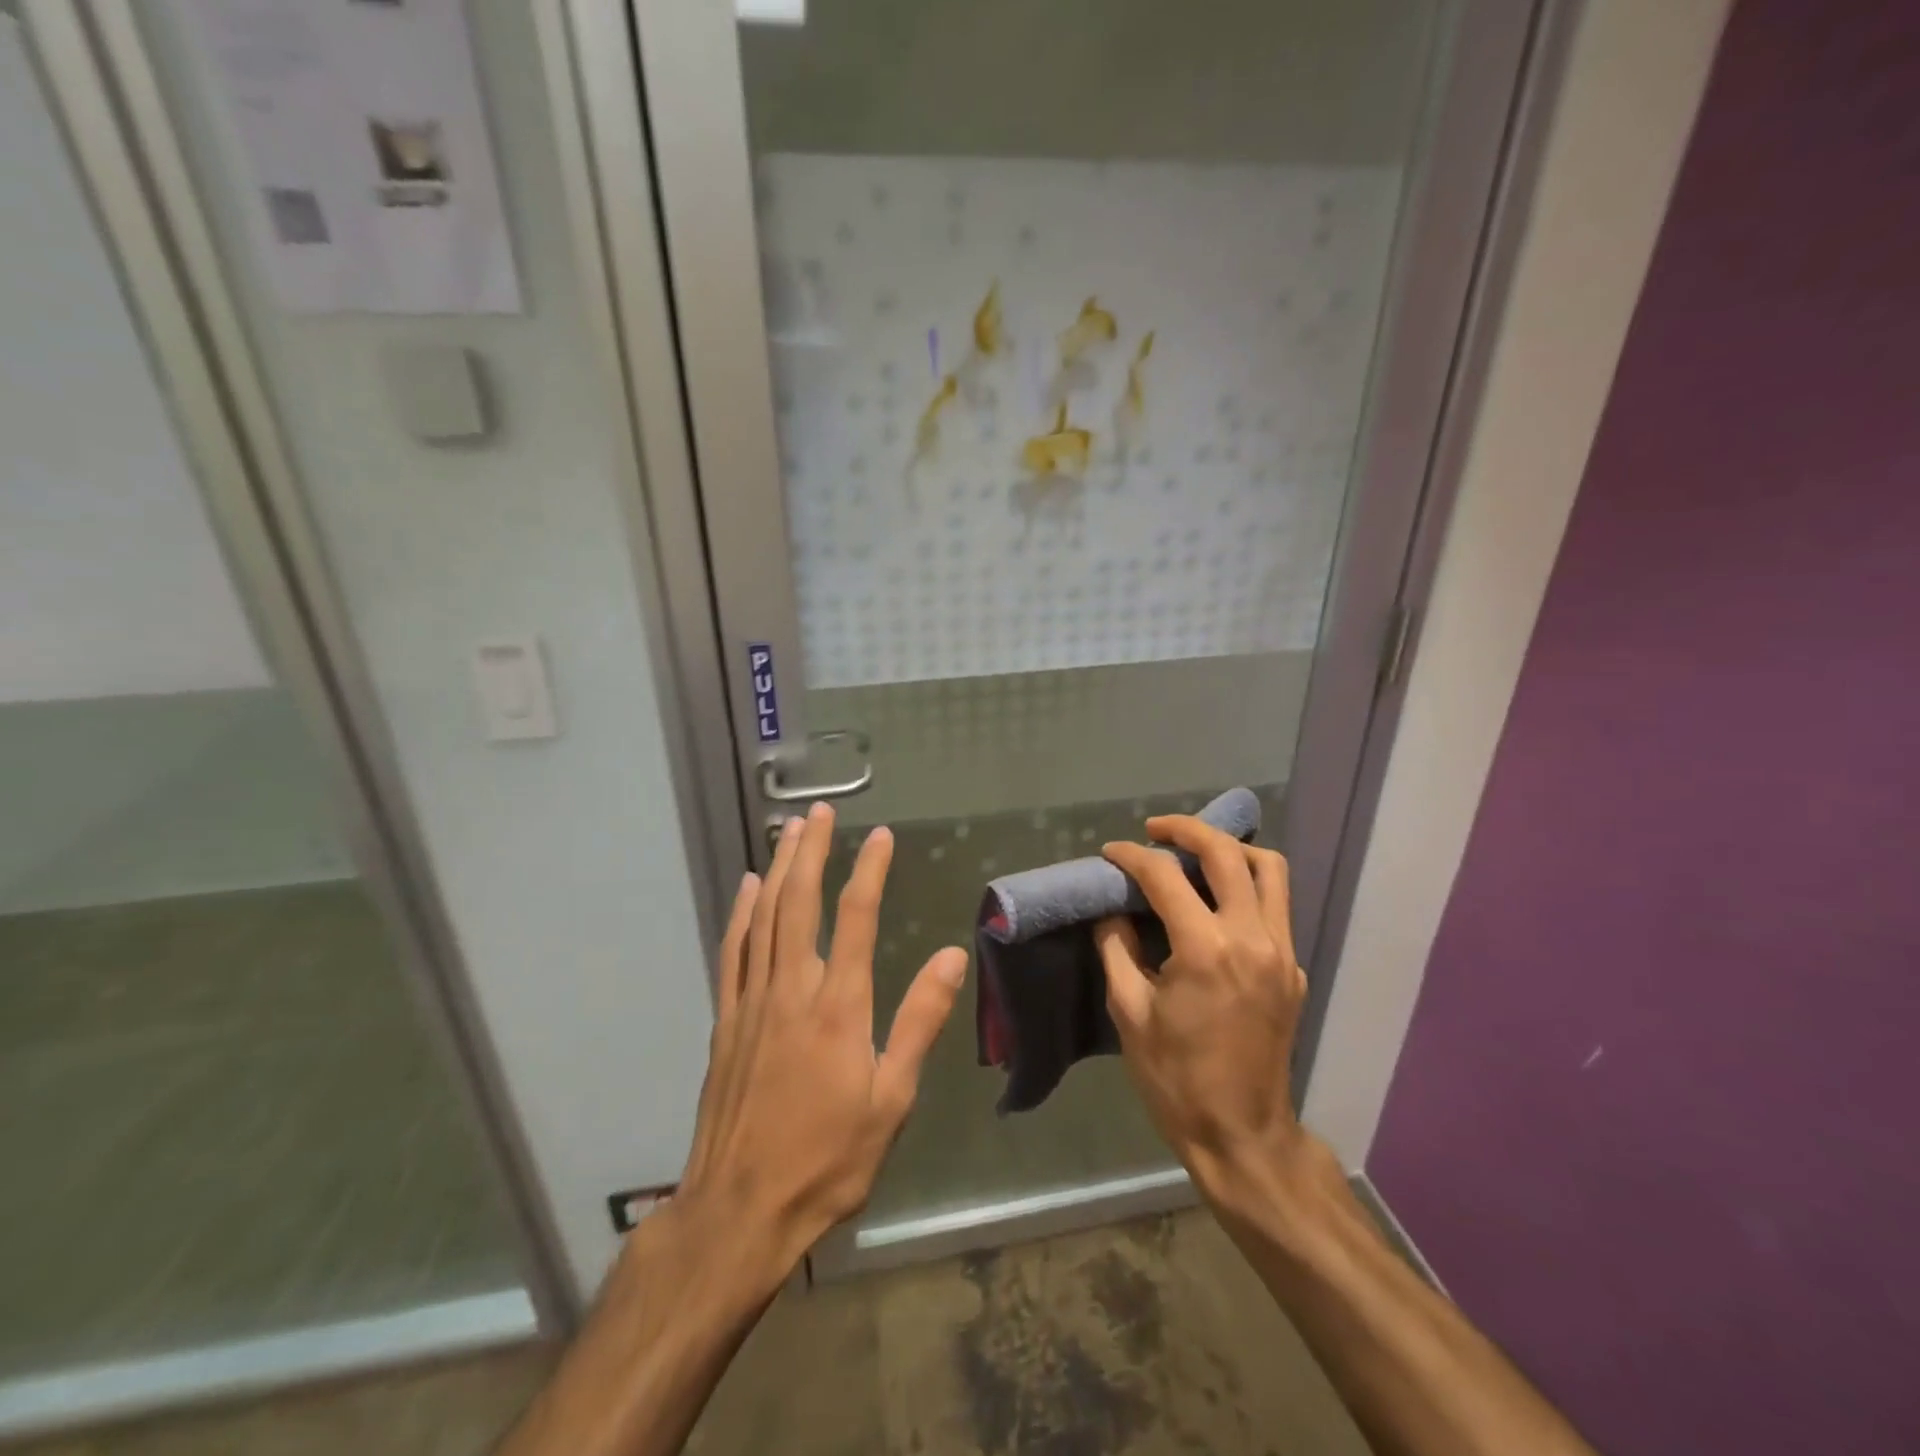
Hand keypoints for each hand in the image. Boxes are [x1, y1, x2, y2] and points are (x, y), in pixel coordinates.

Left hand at [676, 802, 967, 1279]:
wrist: (740, 1210)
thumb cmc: (828, 1158)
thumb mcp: (891, 1098)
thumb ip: (919, 1022)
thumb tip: (951, 957)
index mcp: (838, 1006)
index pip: (856, 917)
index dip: (869, 870)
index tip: (880, 836)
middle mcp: (792, 989)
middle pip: (800, 902)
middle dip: (811, 851)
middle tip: (819, 812)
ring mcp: (753, 1002)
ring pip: (765, 917)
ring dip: (779, 869)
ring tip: (788, 831)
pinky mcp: (726, 1020)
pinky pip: (733, 951)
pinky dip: (742, 913)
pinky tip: (748, 888)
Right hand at [1096, 816, 1308, 1199]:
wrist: (1242, 1135)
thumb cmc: (1175, 1079)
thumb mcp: (1129, 1013)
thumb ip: (1116, 949)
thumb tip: (1112, 911)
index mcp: (1205, 949)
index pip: (1165, 877)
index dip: (1132, 856)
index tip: (1110, 853)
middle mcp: (1252, 938)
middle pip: (1227, 853)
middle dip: (1187, 830)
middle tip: (1155, 830)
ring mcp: (1282, 953)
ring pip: (1269, 870)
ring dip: (1230, 849)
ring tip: (1196, 852)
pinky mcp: (1293, 969)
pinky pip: (1276, 906)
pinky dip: (1247, 886)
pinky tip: (1217, 902)